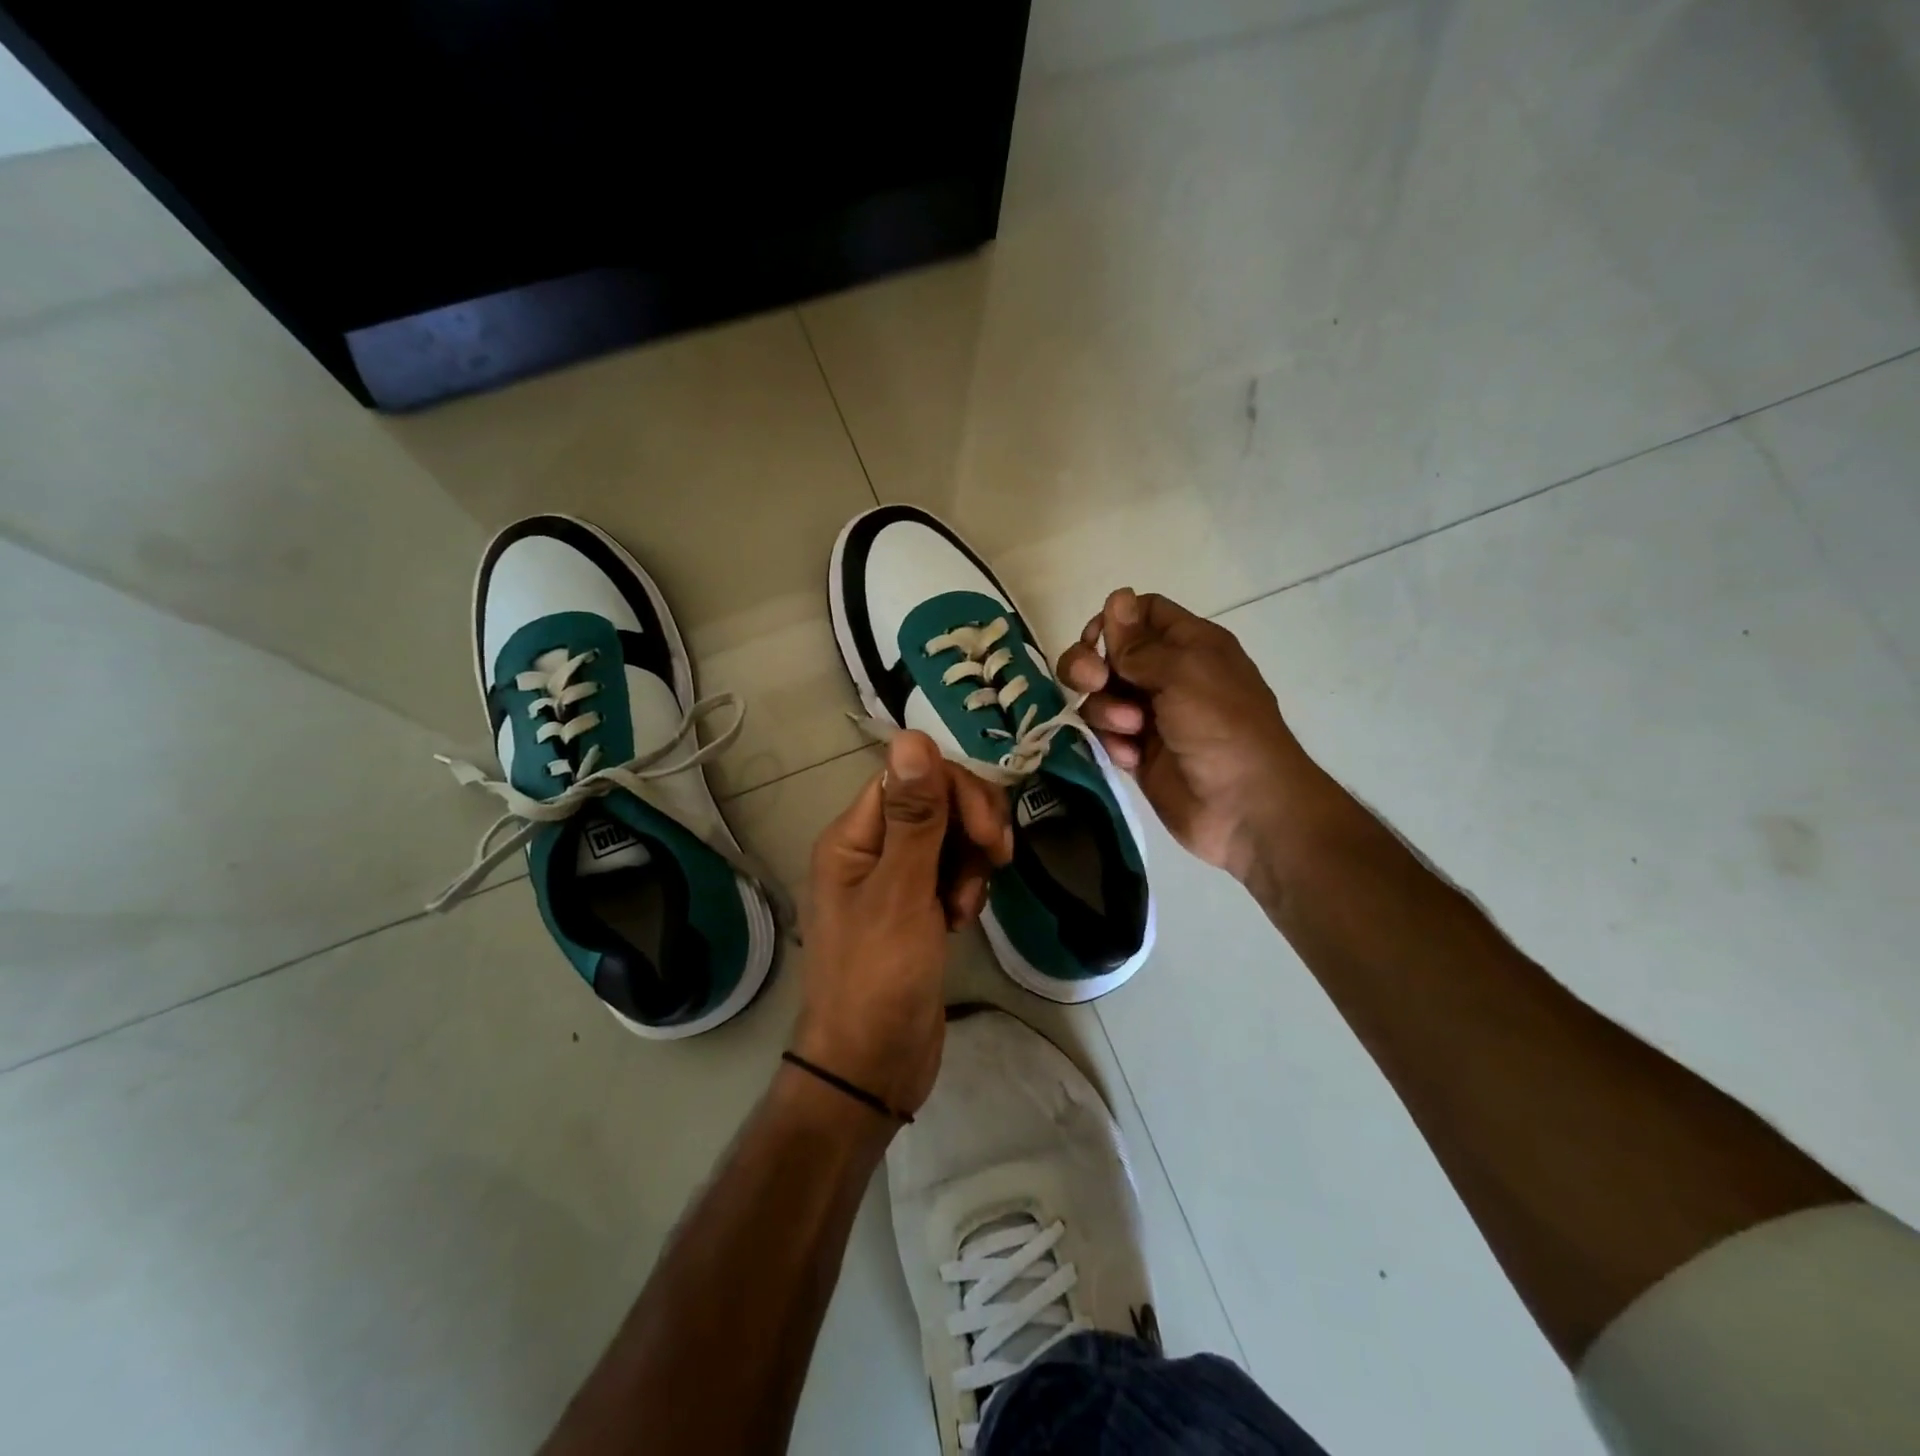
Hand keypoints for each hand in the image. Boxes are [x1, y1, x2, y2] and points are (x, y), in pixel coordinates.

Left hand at [793, 731, 1013, 1116]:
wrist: (871, 1067)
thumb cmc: (880, 977)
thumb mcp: (901, 892)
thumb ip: (914, 816)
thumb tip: (912, 735)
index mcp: (853, 836)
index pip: (912, 777)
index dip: (956, 792)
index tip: (989, 834)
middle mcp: (870, 849)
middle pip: (934, 802)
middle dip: (971, 828)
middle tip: (993, 863)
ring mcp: (894, 880)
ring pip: (949, 838)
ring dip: (970, 865)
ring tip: (964, 909)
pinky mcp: (916, 908)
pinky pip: (951, 873)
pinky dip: (965, 889)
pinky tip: (962, 922)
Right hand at [1057, 588, 1322, 880]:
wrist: (1245, 806)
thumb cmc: (1221, 726)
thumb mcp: (1183, 672)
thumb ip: (1139, 642)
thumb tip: (1116, 597)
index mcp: (1189, 645)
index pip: (1141, 614)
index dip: (1113, 622)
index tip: (1097, 641)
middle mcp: (1168, 674)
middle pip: (1110, 653)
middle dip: (1090, 665)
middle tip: (1092, 682)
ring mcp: (1152, 715)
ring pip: (1101, 695)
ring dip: (1105, 709)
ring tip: (1129, 729)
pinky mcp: (1139, 752)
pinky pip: (1107, 734)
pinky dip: (1113, 742)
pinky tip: (1131, 757)